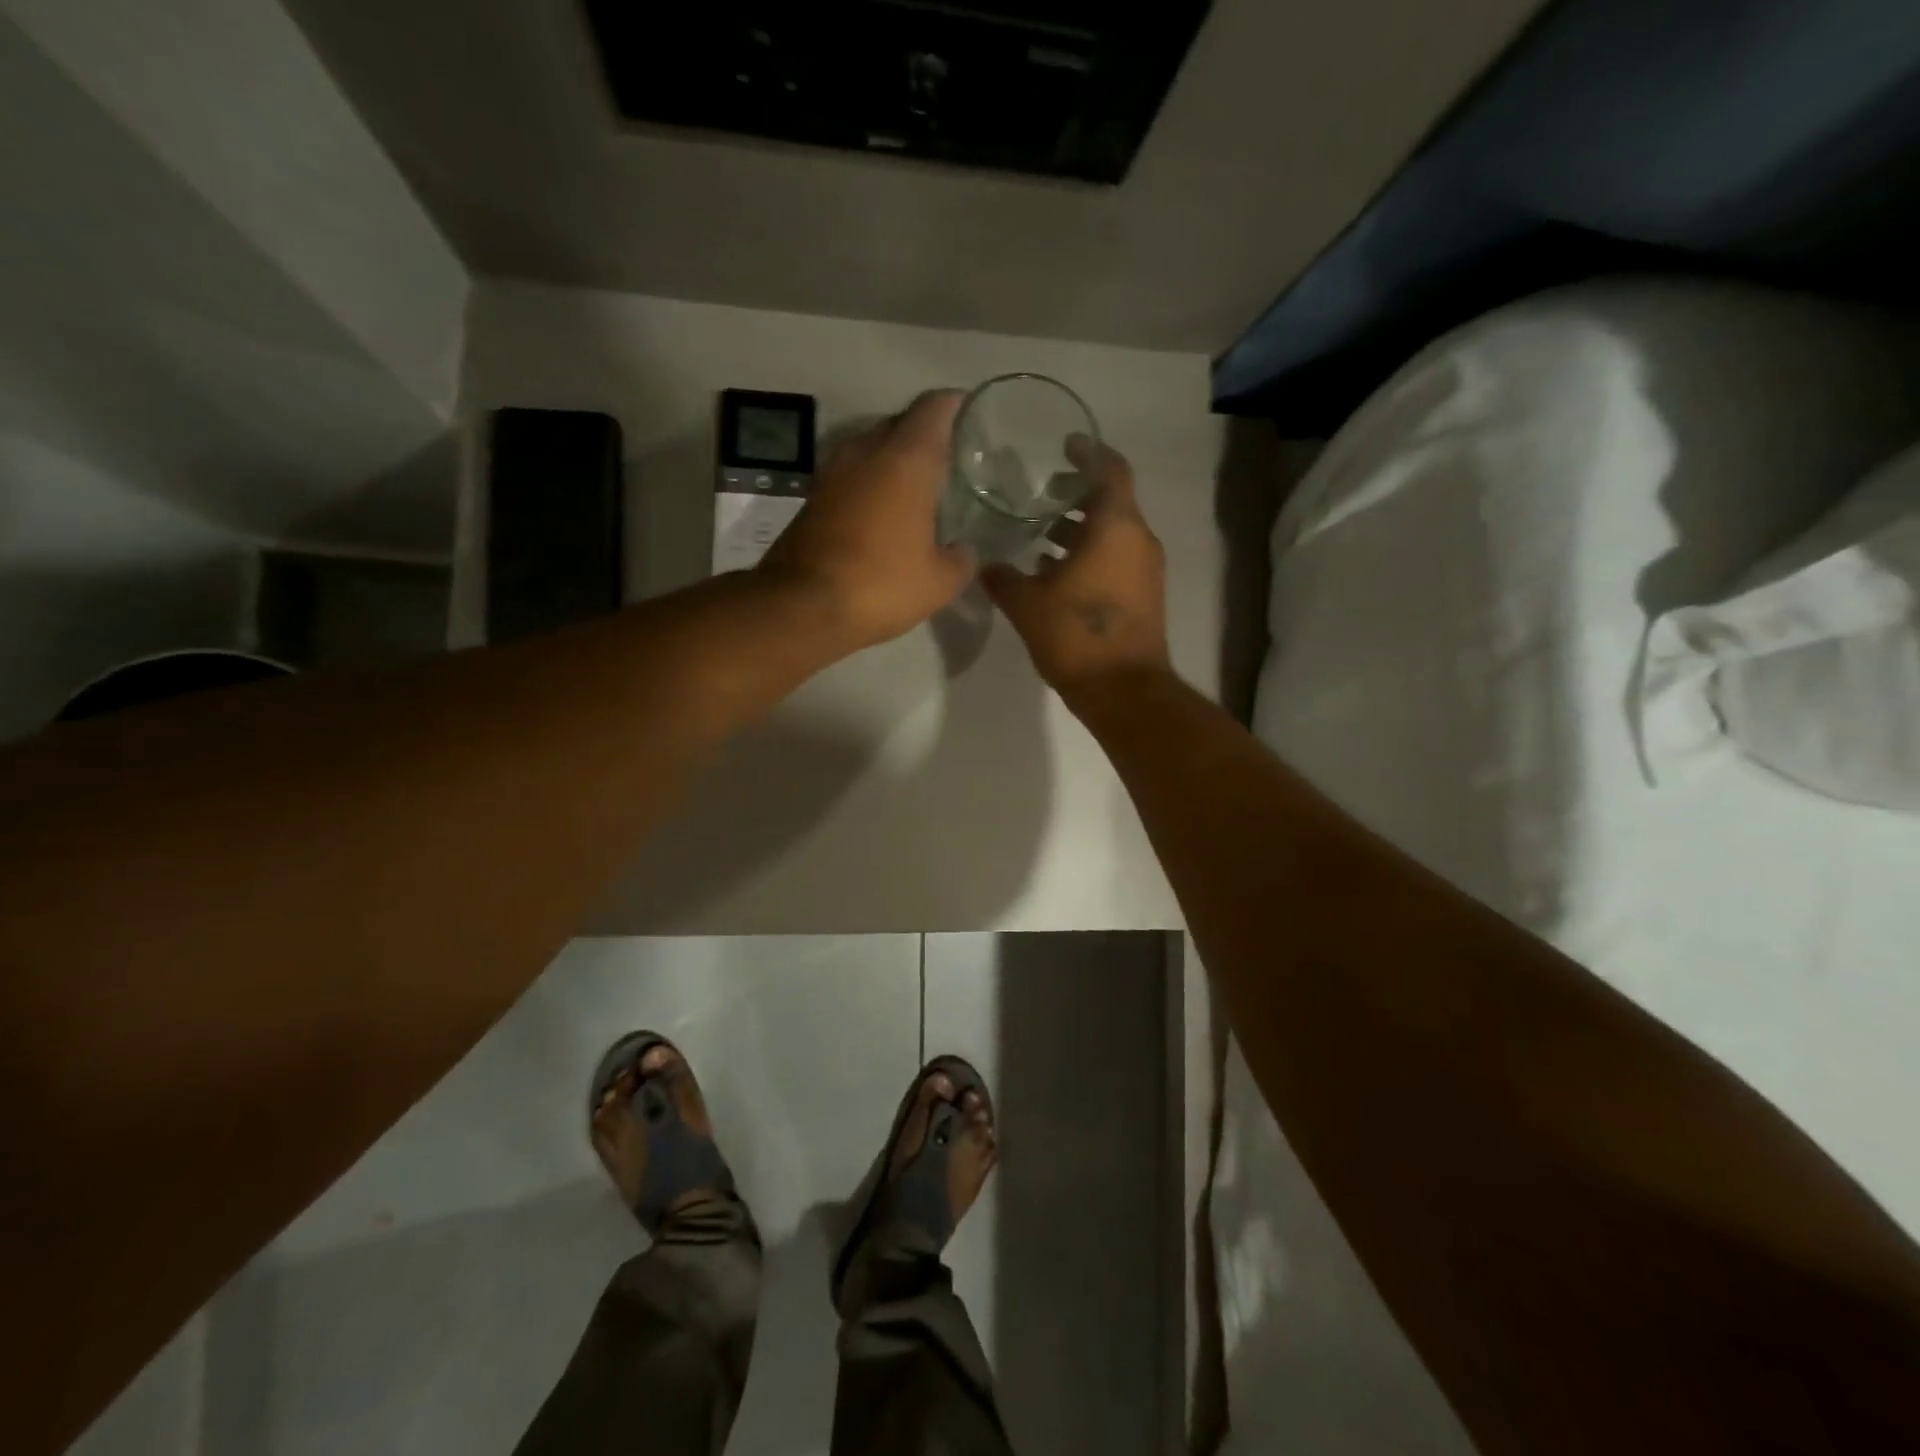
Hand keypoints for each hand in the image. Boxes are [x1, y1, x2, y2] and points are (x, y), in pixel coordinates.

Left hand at [758, 390, 972, 652]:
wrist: (802, 607)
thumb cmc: (881, 584)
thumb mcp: (939, 582)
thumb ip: (961, 560)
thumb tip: (964, 552)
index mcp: (906, 459)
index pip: (934, 408)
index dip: (956, 406)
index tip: (972, 416)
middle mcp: (866, 451)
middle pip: (901, 424)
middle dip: (926, 436)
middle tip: (951, 460)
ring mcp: (833, 473)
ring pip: (872, 449)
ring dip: (894, 462)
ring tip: (919, 487)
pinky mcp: (813, 498)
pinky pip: (852, 477)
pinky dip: (871, 485)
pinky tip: (885, 513)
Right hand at [983, 436, 1170, 702]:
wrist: (1124, 690)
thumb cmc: (1076, 636)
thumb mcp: (1027, 604)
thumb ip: (1003, 578)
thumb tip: (985, 565)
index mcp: (1115, 527)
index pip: (1110, 470)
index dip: (1089, 451)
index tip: (1066, 444)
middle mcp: (1138, 540)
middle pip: (1112, 501)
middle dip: (1078, 494)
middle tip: (1042, 495)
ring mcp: (1146, 570)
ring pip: (1114, 533)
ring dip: (1082, 529)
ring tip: (1042, 534)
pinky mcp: (1145, 596)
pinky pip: (1117, 559)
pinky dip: (1091, 555)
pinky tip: (1056, 572)